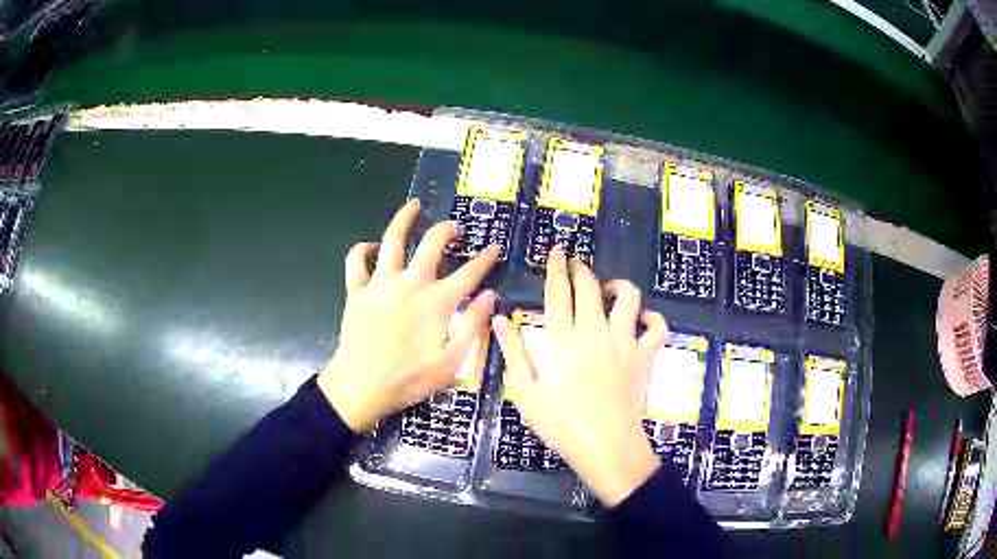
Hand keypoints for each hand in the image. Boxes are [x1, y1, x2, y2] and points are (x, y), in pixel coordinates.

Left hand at [318, 199, 498, 432]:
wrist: (359, 387)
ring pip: (392, 239)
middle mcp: (410, 283)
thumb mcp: (451, 362)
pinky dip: (362, 250)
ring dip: (404, 219)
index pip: (469, 272)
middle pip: (432, 243)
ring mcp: (380, 283)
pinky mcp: (357, 291)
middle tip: (455, 229)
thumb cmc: (408, 379)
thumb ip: (472, 326)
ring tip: (414, 207)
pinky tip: (371, 248)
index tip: (495, 248)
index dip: (485, 259)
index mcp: (436, 301)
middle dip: (448, 230)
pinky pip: (356, 261)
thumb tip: (489, 295)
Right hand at [492, 245, 667, 506]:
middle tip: (576, 264)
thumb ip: (514, 351)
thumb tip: (500, 319)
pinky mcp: (644, 355)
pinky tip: (642, 320)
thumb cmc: (560, 423)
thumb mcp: (525, 392)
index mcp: (561, 339)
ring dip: (618, 286)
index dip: (556, 268)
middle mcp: (594, 331)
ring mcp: (623, 341)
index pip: (558, 291)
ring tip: (608, 290)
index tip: (557, 251)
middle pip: (590, 286)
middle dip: (582, 269)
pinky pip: (656, 328)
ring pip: (628, 297)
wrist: (605, 445)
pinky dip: (652, 318)